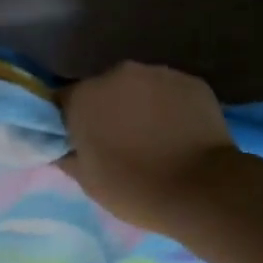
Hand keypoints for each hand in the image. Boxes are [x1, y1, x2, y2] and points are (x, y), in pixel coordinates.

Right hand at [58, 62, 239, 232]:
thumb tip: (59, 145)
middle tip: (120, 141)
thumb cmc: (135, 188)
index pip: (65, 100)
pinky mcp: (191, 81)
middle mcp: (117, 74)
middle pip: (104, 88)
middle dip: (108, 108)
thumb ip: (66, 154)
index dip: (71, 120)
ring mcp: (158, 73)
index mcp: (84, 96)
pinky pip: (170, 91)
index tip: (82, 141)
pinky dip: (170, 106)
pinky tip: (179, 132)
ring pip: (139, 87)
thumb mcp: (87, 181)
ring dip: (140, 104)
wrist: (202, 189)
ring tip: (154, 137)